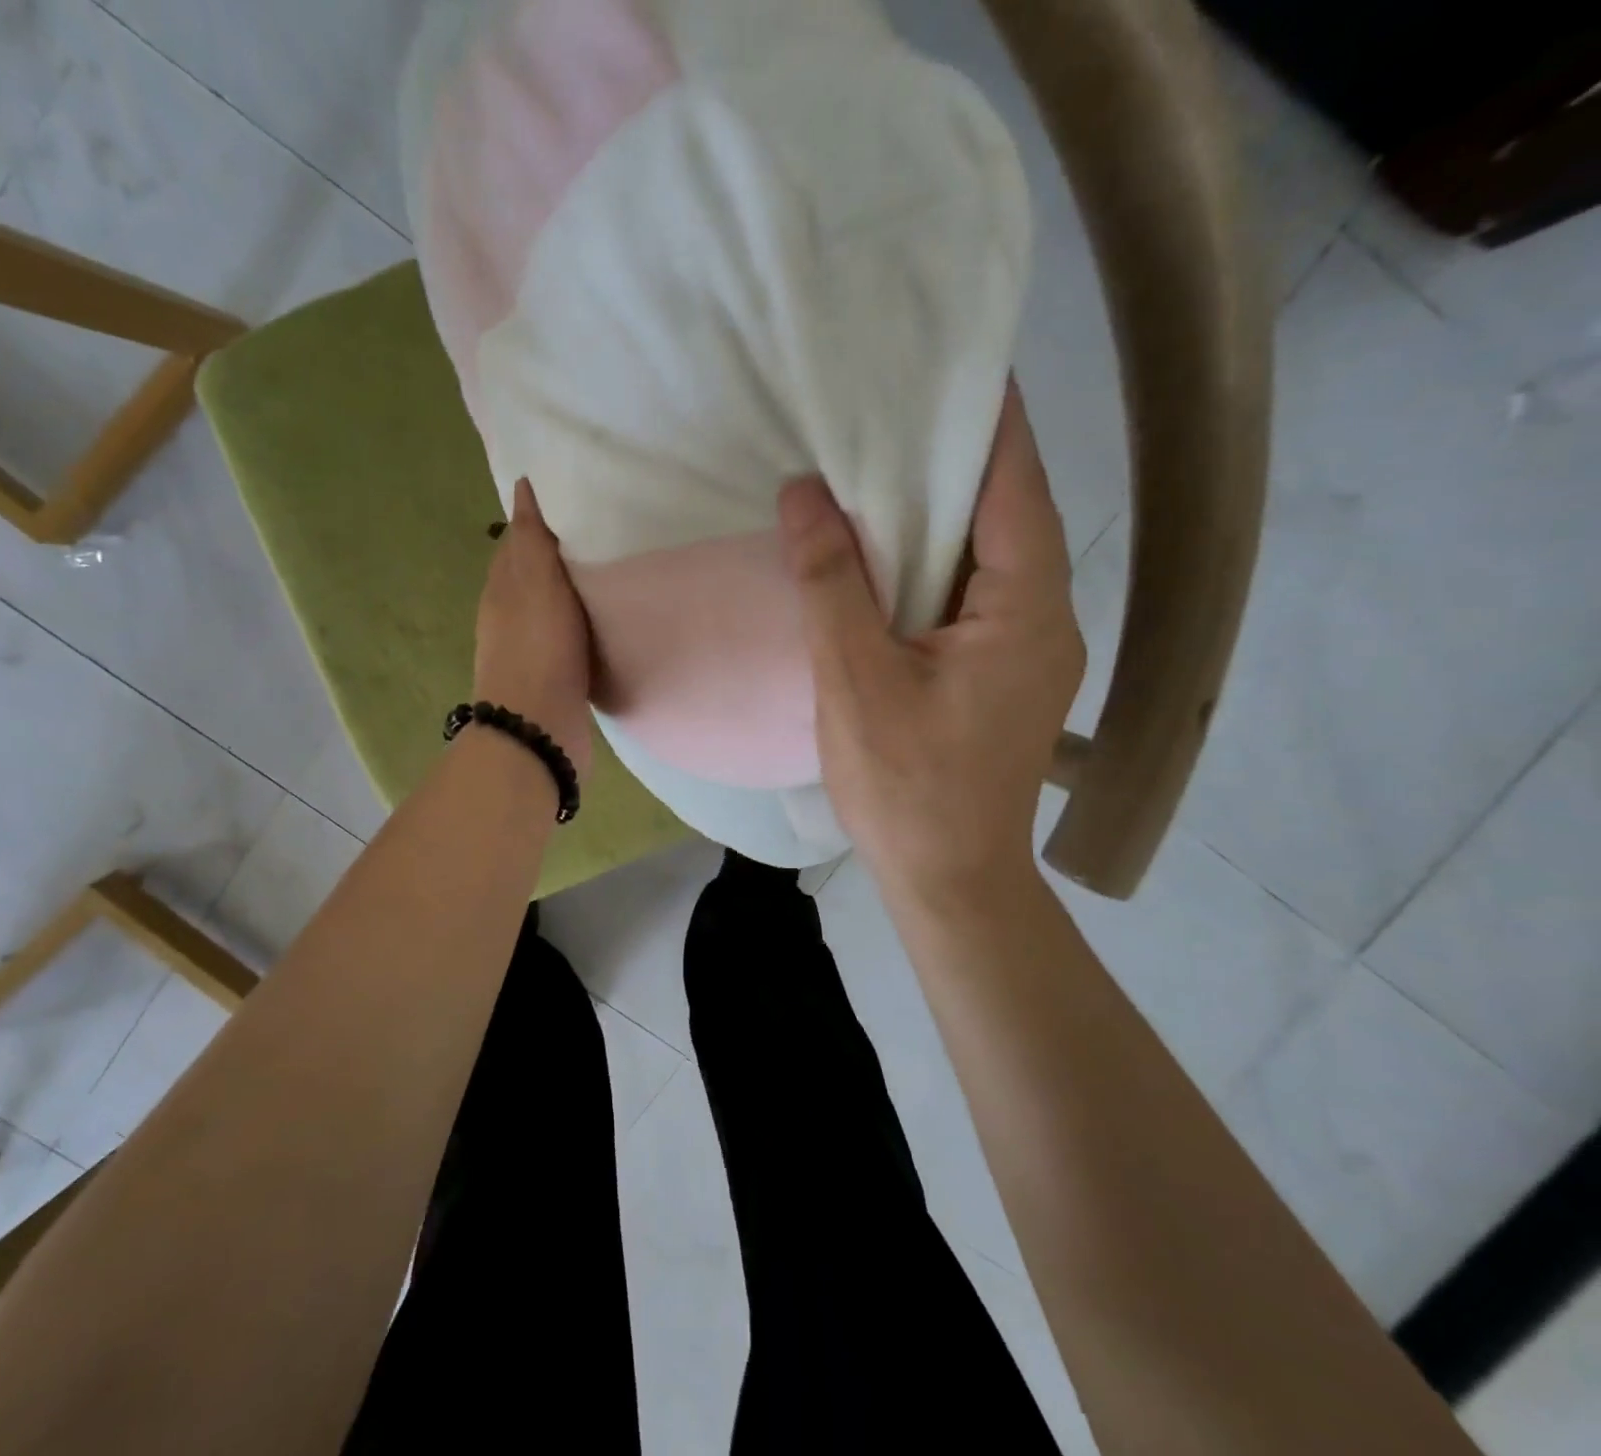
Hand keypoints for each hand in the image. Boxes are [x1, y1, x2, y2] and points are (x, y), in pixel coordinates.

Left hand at [473, 478, 594, 779]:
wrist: (539, 729)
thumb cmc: (538, 648)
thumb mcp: (535, 582)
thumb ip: (532, 538)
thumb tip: (522, 488)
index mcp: (502, 589)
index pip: (516, 543)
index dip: (538, 521)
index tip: (573, 499)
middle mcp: (511, 617)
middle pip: (533, 576)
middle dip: (558, 554)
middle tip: (602, 530)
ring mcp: (532, 651)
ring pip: (552, 609)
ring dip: (573, 591)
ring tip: (611, 569)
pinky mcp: (555, 678)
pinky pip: (569, 639)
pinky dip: (584, 624)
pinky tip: (606, 620)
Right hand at [779, 385, 1083, 906]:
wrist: (950, 879)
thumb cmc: (906, 785)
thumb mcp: (855, 678)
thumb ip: (831, 582)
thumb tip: (803, 493)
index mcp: (1024, 609)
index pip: (1014, 487)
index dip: (987, 421)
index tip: (954, 362)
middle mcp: (1045, 618)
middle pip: (1007, 516)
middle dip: (957, 462)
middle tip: (897, 410)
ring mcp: (1029, 651)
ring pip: (991, 558)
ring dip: (944, 515)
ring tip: (885, 469)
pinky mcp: (1004, 676)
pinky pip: (975, 596)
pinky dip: (937, 564)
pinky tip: (892, 558)